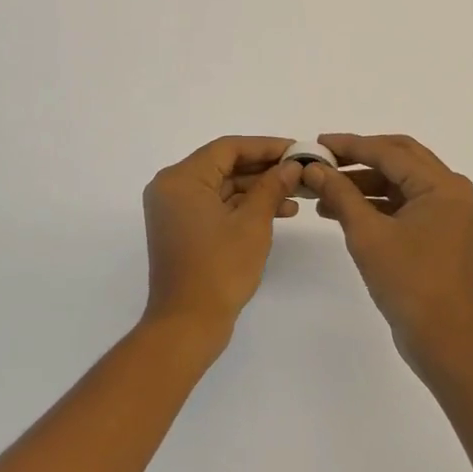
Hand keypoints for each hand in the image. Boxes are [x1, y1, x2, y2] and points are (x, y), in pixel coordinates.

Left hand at [141, 136, 301, 343]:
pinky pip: (216, 206)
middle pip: (224, 165)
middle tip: (300, 171)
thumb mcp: (253, 223)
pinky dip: (243, 207)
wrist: (187, 325)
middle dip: (264, 169)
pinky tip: (278, 212)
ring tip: (297, 195)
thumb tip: (292, 165)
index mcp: (181, 178)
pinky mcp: (182, 229)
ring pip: (222, 186)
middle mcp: (172, 187)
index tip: (297, 150)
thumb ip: (272, 187)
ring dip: (258, 189)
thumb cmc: (219, 269)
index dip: (266, 146)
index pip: (228, 148)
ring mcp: (175, 210)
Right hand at [304, 134, 472, 373]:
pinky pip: (404, 204)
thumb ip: (340, 194)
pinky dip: (376, 203)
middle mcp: (451, 191)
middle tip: (323, 159)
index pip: (390, 152)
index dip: (350, 145)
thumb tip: (313, 168)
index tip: (317, 143)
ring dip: (364, 183)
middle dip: (358, 158)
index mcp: (442, 186)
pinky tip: (343, 211)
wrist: (446, 342)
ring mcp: (448, 212)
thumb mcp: (367, 234)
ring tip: (323, 192)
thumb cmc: (409, 283)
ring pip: (400, 182)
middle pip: (399, 158)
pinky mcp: (440, 231)